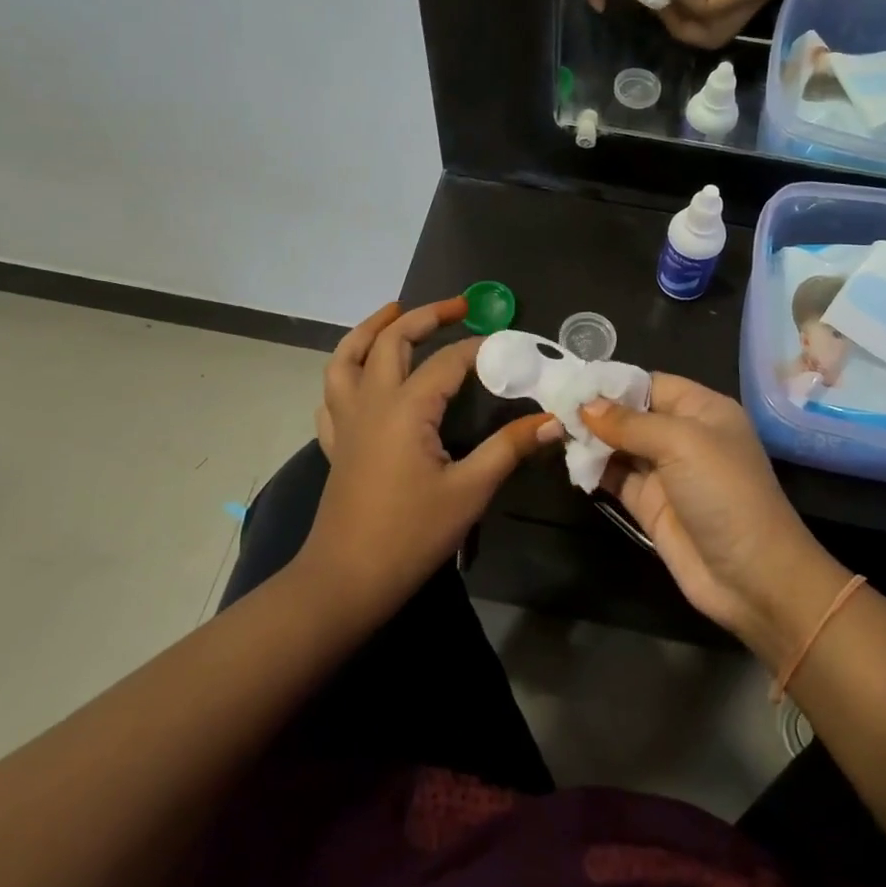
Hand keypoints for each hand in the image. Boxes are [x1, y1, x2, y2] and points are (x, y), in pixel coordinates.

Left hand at [303, 299, 556, 622]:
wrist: (347, 579)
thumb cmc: (411, 534)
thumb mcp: (470, 491)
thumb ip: (510, 448)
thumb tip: (554, 420)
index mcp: (405, 408)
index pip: (448, 361)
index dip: (480, 348)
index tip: (510, 346)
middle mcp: (371, 402)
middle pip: (391, 341)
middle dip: (424, 316)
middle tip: (458, 307)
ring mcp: (346, 421)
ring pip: (346, 358)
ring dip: (369, 330)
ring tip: (393, 312)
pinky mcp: (335, 443)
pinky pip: (331, 395)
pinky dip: (344, 372)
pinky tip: (361, 375)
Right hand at [581, 375, 841, 657]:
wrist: (752, 577)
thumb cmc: (725, 493)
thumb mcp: (682, 443)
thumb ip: (630, 422)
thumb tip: (585, 405)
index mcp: (702, 410)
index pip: (650, 384)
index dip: (613, 382)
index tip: (572, 382)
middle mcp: (683, 436)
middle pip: (631, 414)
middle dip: (596, 411)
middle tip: (552, 408)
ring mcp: (665, 473)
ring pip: (619, 446)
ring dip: (590, 440)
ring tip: (553, 432)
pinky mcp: (649, 505)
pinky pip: (615, 478)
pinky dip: (593, 469)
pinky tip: (568, 461)